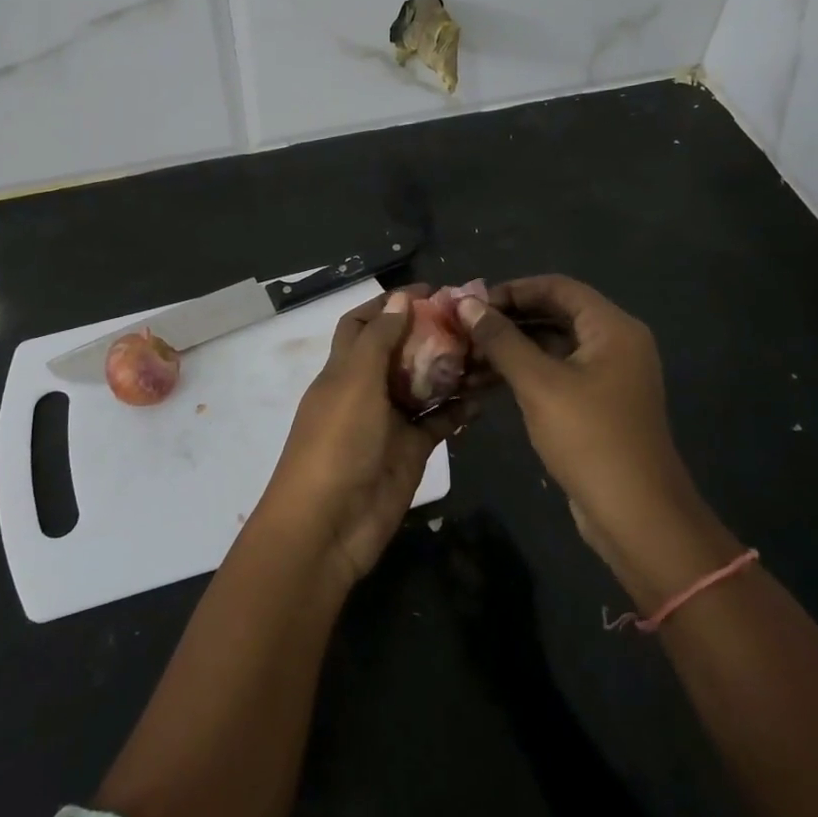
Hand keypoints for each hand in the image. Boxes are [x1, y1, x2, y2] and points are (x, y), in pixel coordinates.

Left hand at [257, 287, 469, 588]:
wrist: (329, 525)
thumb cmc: (337, 444)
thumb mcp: (354, 383)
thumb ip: (377, 341)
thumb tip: (399, 299)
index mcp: (343, 369)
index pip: (364, 324)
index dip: (390, 303)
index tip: (430, 290)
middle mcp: (366, 389)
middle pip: (400, 351)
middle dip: (430, 333)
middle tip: (472, 319)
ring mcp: (390, 421)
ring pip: (424, 384)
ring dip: (451, 368)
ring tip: (488, 350)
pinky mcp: (411, 450)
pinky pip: (439, 421)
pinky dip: (459, 408)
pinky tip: (486, 395)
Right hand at [457, 276, 727, 603]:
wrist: (635, 515)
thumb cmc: (589, 438)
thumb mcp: (539, 384)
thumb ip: (501, 340)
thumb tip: (466, 304)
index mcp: (612, 328)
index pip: (556, 287)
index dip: (512, 290)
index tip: (471, 303)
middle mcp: (614, 343)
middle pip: (553, 314)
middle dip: (507, 320)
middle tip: (462, 329)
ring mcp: (607, 375)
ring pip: (551, 345)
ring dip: (510, 348)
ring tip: (465, 356)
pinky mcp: (596, 404)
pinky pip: (555, 373)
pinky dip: (523, 372)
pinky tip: (485, 381)